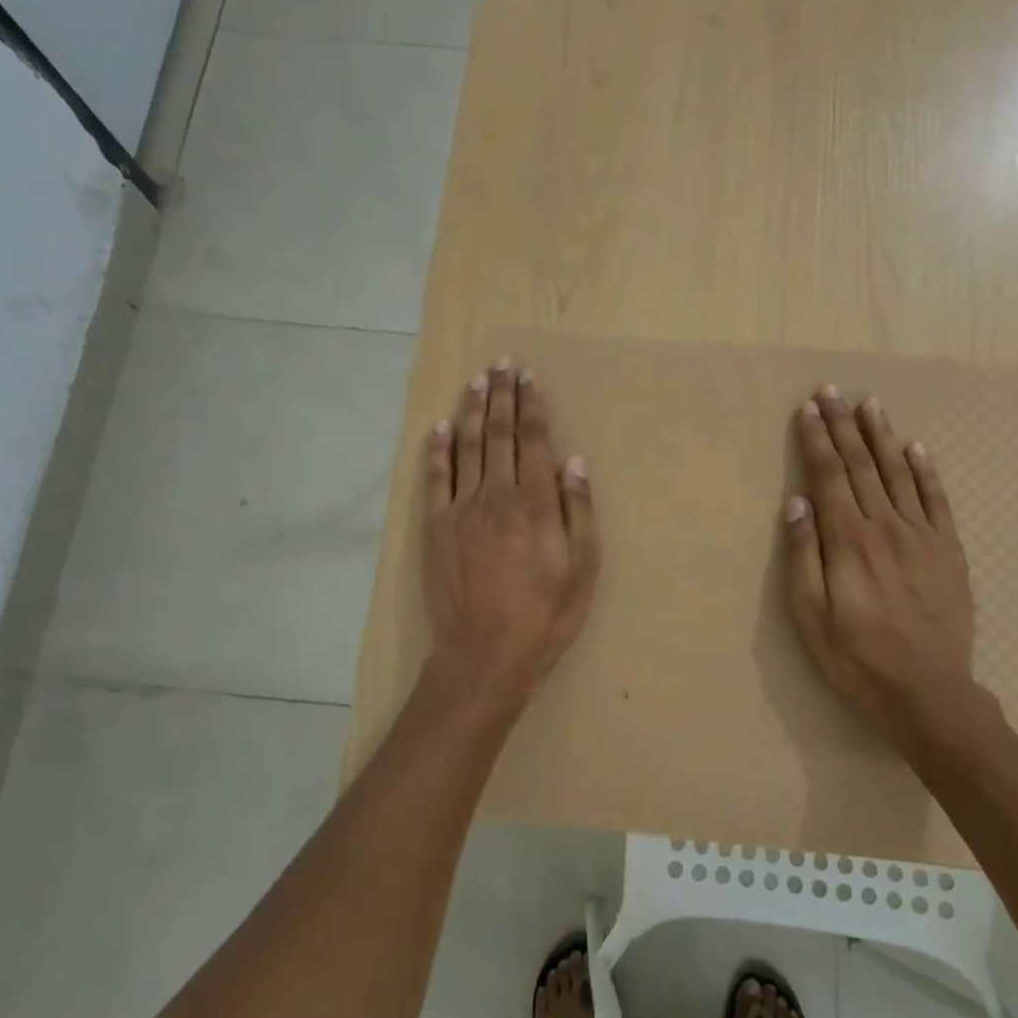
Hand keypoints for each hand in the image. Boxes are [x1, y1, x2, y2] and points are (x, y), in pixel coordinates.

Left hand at [421, 358, 599, 715]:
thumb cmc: (545, 615)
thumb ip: (579, 511)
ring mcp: (462, 509)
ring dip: (471, 410)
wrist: (485, 653)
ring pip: (467, 447)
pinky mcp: (437, 527)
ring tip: (477, 381)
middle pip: (499, 434)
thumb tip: (575, 461)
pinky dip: (436, 449)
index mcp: (536, 503)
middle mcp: (498, 495)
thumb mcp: (582, 568)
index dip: (532, 406)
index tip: (530, 378)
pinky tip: (438, 426)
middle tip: (502, 364)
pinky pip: (435, 478)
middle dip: (502, 396)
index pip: (534, 441)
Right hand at [782, 385, 995, 754]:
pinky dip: (926, 470)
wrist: (928, 691)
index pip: (829, 475)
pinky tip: (916, 448)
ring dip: (882, 436)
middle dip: (843, 425)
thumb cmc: (857, 655)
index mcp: (848, 539)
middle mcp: (885, 525)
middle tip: (832, 390)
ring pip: (899, 473)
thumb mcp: (811, 614)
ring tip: (870, 404)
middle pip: (861, 464)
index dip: (817, 439)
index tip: (808, 408)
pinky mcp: (948, 550)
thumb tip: (797, 503)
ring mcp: (922, 535)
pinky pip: (937, 500)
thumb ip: (804, 555)